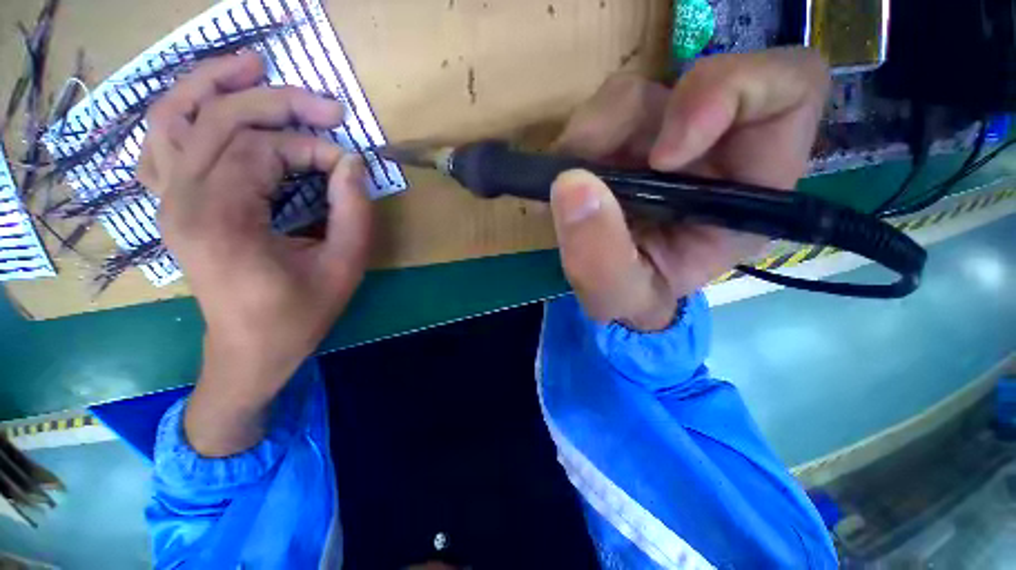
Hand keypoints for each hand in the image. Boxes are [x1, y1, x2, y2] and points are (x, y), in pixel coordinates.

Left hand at [139, 52, 371, 454]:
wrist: (249, 349)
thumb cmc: (300, 314)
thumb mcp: (344, 267)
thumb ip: (354, 212)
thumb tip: (353, 162)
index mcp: (224, 220)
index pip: (265, 151)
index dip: (316, 149)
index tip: (351, 167)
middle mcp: (182, 200)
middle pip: (218, 118)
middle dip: (278, 102)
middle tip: (328, 106)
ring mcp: (166, 200)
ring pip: (172, 115)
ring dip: (212, 82)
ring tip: (252, 66)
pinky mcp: (169, 205)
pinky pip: (159, 141)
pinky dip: (181, 110)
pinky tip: (209, 102)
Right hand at [549, 48, 828, 330]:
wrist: (611, 292)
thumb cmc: (633, 299)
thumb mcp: (619, 296)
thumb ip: (599, 258)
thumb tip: (571, 184)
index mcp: (747, 190)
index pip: (789, 91)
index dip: (729, 96)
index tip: (662, 157)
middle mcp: (712, 152)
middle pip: (687, 85)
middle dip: (621, 123)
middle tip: (578, 170)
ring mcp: (663, 140)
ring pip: (631, 97)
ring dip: (588, 138)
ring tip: (565, 186)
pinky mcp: (623, 140)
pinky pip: (598, 117)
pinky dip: (573, 146)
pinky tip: (564, 182)